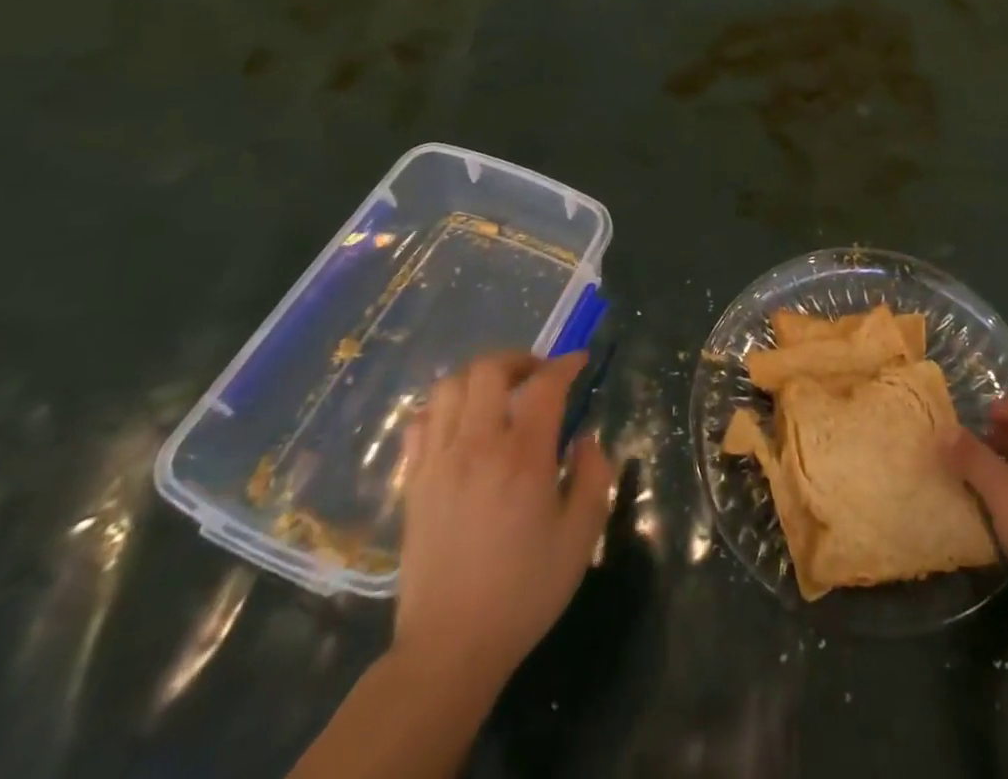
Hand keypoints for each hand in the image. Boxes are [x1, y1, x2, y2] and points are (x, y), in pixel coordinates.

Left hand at [394, 351, 613, 683]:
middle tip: (538, 376)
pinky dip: (443, 407)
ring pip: (449, 387)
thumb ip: (593, 477)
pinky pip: (421, 422)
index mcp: (523, 457)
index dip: (565, 364)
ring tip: (499, 394)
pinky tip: (460, 424)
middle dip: (519, 359)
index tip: (579, 361)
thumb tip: (586, 439)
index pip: (544, 385)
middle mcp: (476, 446)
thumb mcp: (580, 537)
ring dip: (479, 378)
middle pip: (488, 370)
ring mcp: (438, 462)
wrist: (449, 648)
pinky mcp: (413, 482)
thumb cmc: (524, 592)